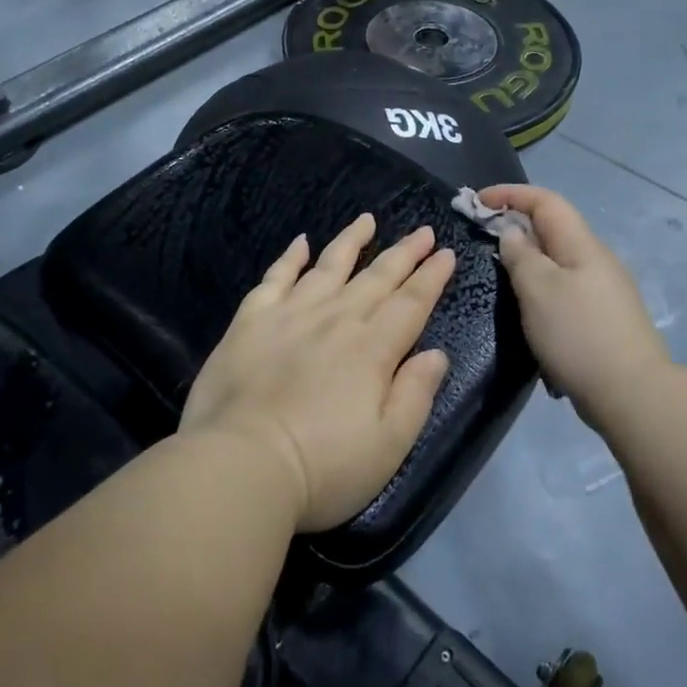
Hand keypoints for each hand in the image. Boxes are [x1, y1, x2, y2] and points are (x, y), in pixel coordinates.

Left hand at [180, 215, 456, 533]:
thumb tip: (435, 353)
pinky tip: (301, 242)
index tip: (445, 252)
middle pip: (377, 277)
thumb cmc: (323, 467)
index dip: (431, 277)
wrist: (241, 465)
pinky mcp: (251, 321)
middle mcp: (336, 319)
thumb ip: (416, 394)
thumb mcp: (389, 445)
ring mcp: (291, 314)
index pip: (411, 303)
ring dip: (351, 241)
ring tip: (368, 219)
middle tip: (422, 230)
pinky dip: (290, 257)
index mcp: (372, 348)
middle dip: (404, 252)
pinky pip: (276, 277)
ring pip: (329, 266)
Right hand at [477, 185, 669, 427]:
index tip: (477, 201)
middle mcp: (596, 259)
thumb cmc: (578, 334)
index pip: (545, 201)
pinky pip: (565, 288)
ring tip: (501, 275)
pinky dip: (541, 288)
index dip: (510, 194)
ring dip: (528, 259)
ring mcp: (604, 290)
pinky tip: (530, 313)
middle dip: (516, 225)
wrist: (633, 394)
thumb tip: (513, 233)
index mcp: (582, 244)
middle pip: (553, 228)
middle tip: (482, 237)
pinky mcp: (604, 318)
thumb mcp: (538, 289)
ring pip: (558, 260)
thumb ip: (521, 255)